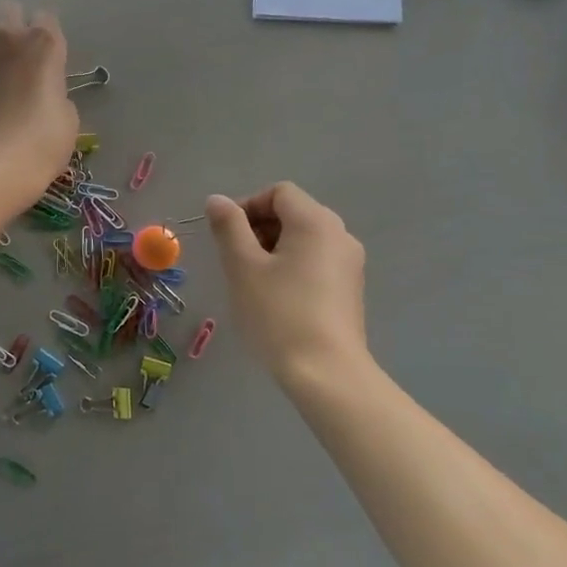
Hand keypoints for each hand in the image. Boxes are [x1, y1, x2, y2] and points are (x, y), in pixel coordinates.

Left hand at [0, 1, 78, 211]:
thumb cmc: (38, 147)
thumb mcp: (67, 121)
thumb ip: (56, 93)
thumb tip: (43, 93)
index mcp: (43, 45)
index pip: (47, 17)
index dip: (46, 36)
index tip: (46, 58)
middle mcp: (4, 38)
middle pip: (7, 10)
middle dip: (12, 26)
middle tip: (15, 58)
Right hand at [206, 183, 366, 387]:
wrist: (326, 373)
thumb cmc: (279, 314)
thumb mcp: (243, 267)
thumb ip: (228, 227)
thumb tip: (217, 200)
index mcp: (315, 222)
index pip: (278, 192)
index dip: (247, 206)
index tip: (225, 236)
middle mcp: (339, 234)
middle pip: (293, 213)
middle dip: (258, 228)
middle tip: (234, 260)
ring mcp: (350, 263)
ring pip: (304, 239)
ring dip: (273, 249)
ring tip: (252, 281)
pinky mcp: (350, 289)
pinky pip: (316, 261)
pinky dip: (292, 266)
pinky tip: (276, 298)